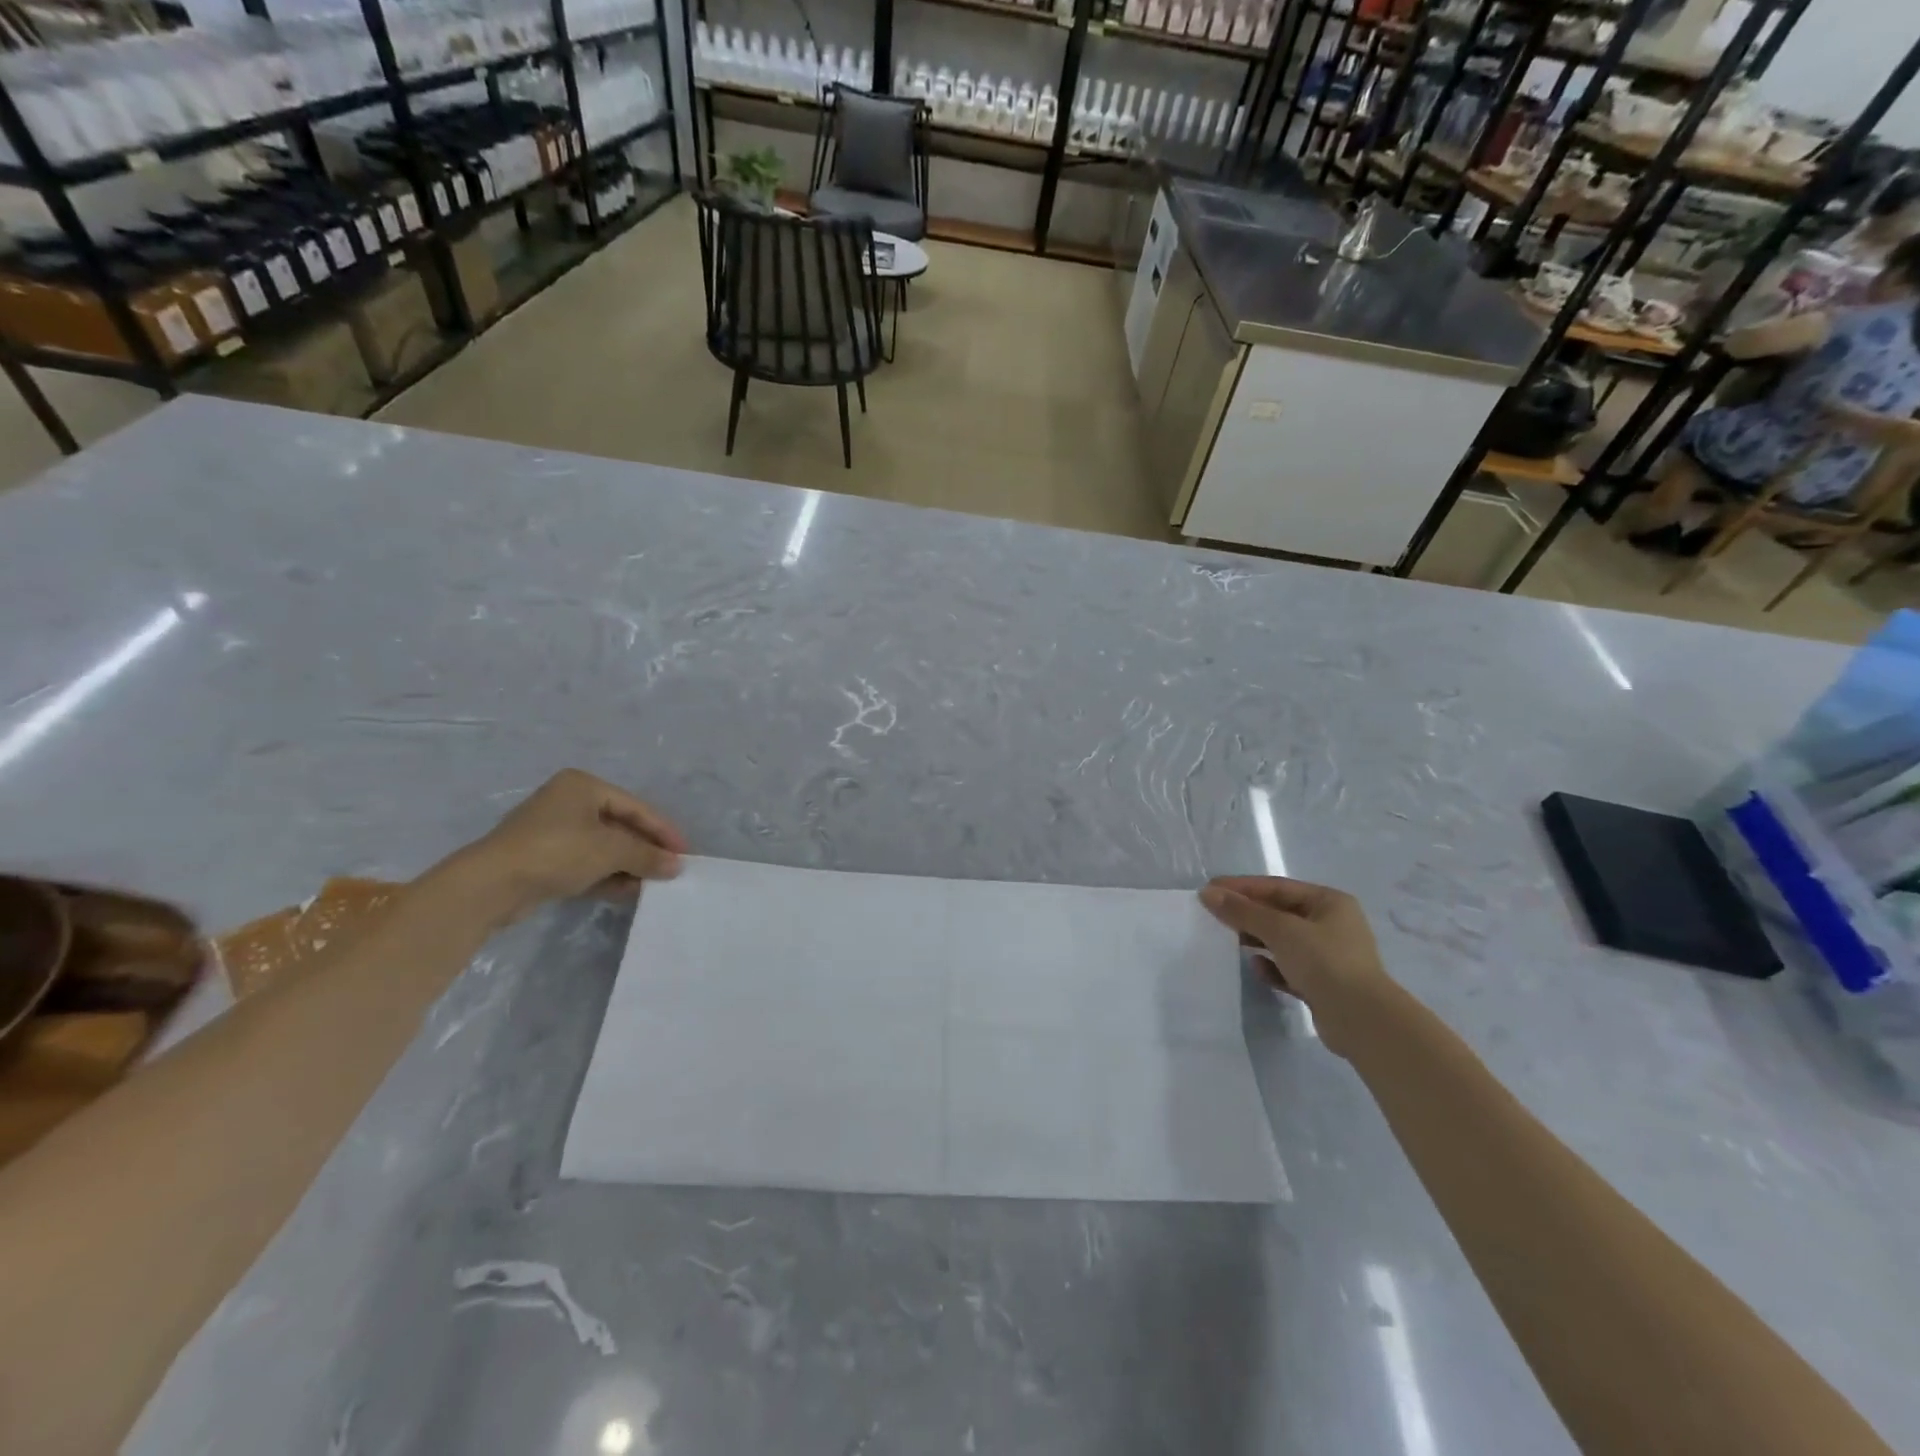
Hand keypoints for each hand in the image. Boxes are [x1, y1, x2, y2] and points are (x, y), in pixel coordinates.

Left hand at [444, 769, 687, 924]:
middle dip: (646, 850)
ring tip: (654, 884)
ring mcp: (554, 832)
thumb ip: (647, 855)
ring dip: (629, 866)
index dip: (663, 830)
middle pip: (621, 826)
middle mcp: (568, 803)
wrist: (491, 885)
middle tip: (671, 869)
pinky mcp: (544, 860)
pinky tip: (629, 891)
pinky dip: (608, 876)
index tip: (685, 853)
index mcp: (583, 786)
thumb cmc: (557, 851)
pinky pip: (587, 864)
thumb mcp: (611, 849)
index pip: (636, 807)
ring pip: (604, 848)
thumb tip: (676, 866)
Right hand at [1199, 875, 1392, 1057]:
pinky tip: (1256, 969)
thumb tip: (1207, 893)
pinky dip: (1271, 966)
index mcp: (1329, 902)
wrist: (1362, 1021)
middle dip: (1248, 914)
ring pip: (1283, 941)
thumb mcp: (1280, 930)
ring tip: (1229, 941)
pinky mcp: (1323, 984)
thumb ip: (1242, 911)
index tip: (1209, 890)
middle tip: (1213, 916)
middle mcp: (1332, 925)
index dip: (1241, 887)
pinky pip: (1289, 968)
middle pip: (1279, 913)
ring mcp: (1329, 956)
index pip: (1277, 887)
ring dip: (1257, 940)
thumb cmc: (1324, 962)